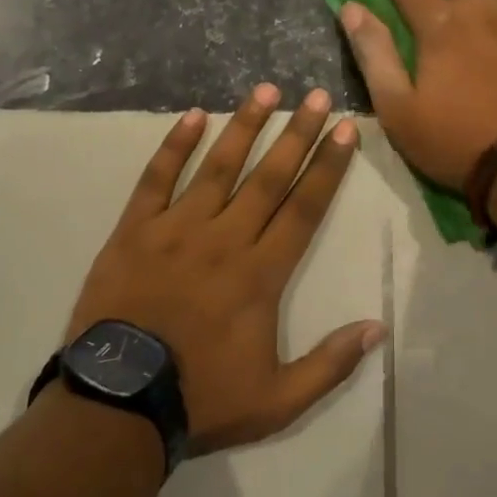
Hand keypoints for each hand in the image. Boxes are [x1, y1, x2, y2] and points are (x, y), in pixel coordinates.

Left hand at [69, 86, 386, 453]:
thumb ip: (330, 363)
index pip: (304, 208)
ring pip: (218, 168)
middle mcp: (224, 239)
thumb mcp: (278, 400)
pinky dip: (174, 146)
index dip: (328, 167)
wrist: (118, 405)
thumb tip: (378, 328)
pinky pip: (156, 180)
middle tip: (317, 96)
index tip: (345, 130)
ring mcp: (176, 230)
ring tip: (266, 91)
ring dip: (244, 126)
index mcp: (261, 274)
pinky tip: (192, 116)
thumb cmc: (202, 400)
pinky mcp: (134, 232)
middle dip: (297, 134)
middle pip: (269, 177)